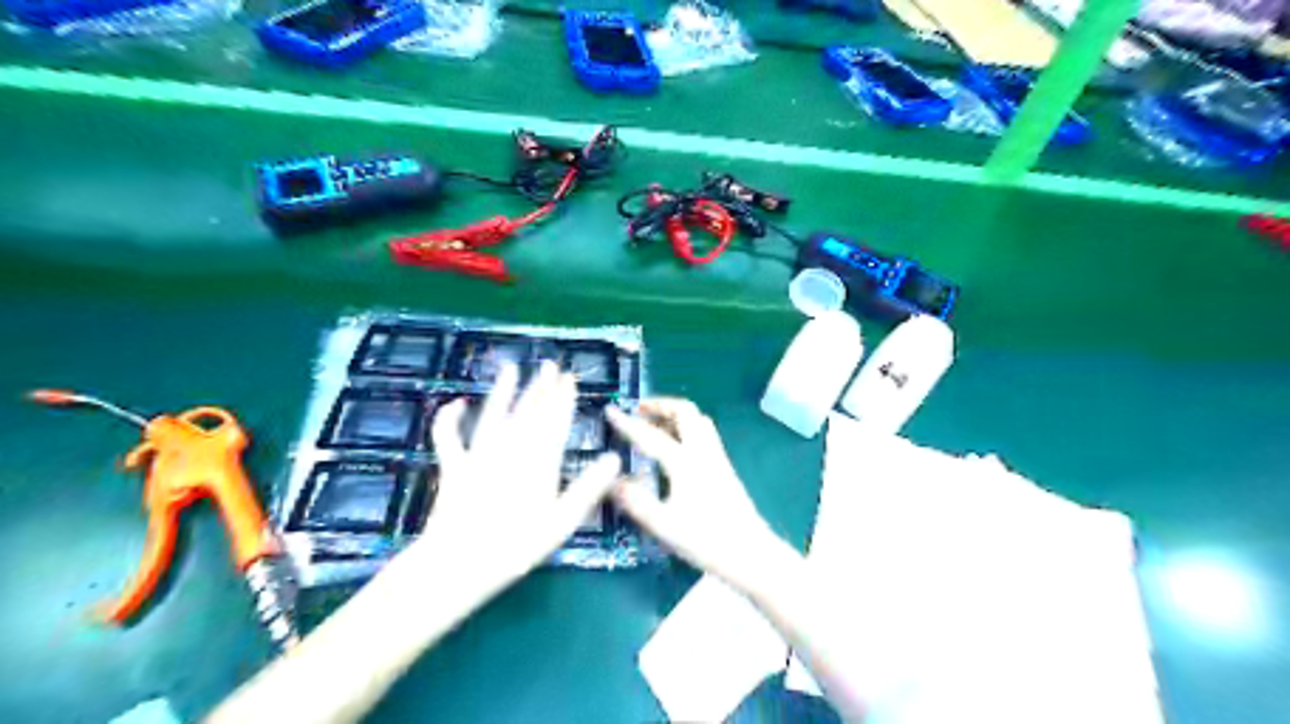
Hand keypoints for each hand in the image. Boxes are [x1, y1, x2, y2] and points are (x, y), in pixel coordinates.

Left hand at [408, 364, 619, 595]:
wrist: (458, 563)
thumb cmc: (516, 546)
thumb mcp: (562, 521)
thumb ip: (588, 488)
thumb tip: (614, 458)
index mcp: (539, 461)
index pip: (555, 421)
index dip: (563, 399)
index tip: (570, 379)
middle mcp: (510, 449)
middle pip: (528, 412)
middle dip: (541, 388)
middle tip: (551, 365)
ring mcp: (478, 455)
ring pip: (494, 414)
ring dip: (503, 391)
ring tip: (512, 369)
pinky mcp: (454, 466)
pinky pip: (448, 436)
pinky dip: (449, 418)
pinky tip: (456, 403)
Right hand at [608, 401, 795, 593]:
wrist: (751, 554)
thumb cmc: (706, 540)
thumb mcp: (663, 525)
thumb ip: (635, 501)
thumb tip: (611, 482)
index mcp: (685, 462)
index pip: (651, 435)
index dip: (628, 423)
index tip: (610, 411)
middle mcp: (703, 453)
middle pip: (685, 412)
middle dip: (660, 406)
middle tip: (638, 411)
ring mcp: (717, 458)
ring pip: (698, 421)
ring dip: (674, 415)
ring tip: (653, 425)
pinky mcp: (724, 469)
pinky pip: (703, 435)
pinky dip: (685, 429)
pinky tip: (673, 448)